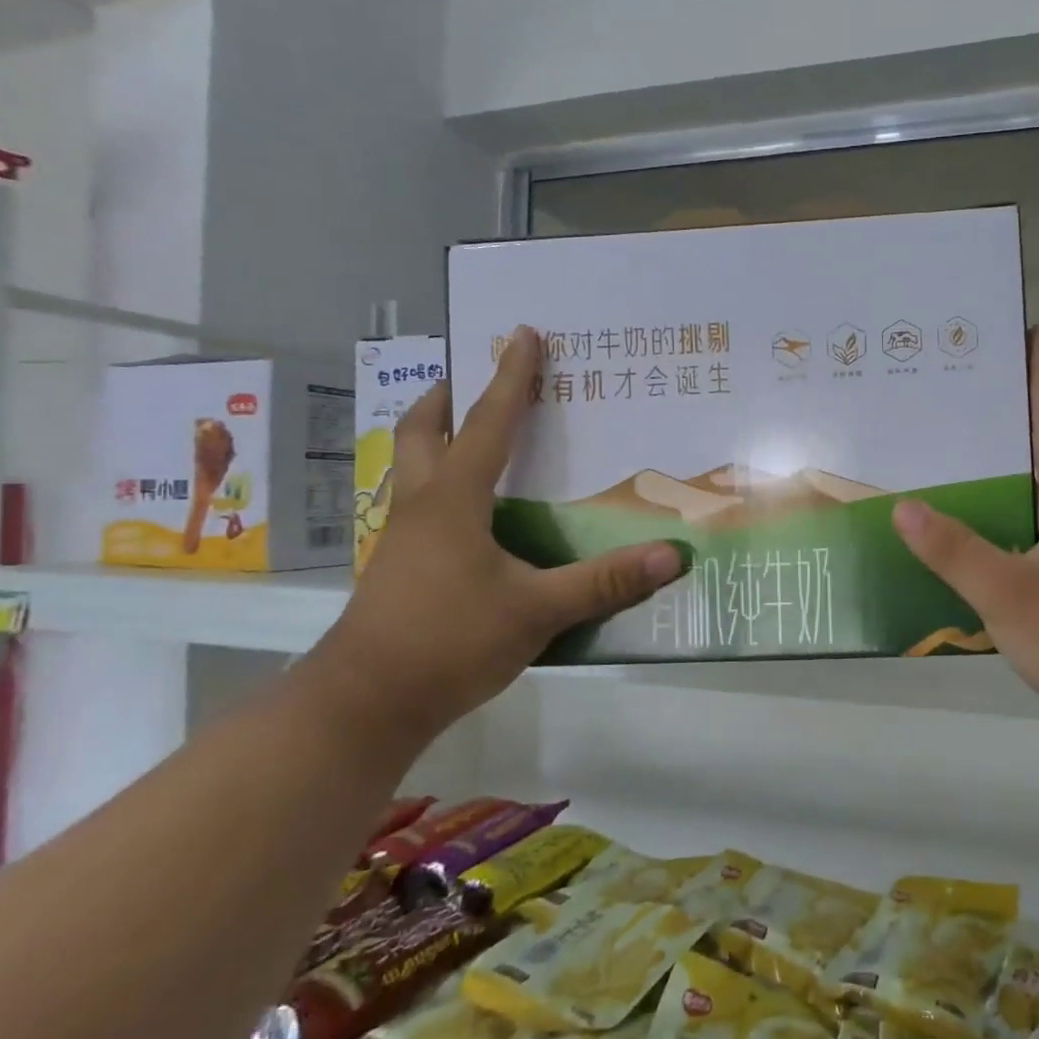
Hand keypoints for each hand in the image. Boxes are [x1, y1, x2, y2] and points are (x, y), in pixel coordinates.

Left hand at [316, 327, 685, 739]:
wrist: (365, 705)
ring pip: (412, 469)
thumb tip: (673, 555)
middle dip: (445, 398)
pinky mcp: (398, 570)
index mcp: (453, 501)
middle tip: (467, 377)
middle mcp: (422, 507)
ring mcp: (403, 540)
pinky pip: (420, 507)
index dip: (511, 378)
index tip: (523, 334)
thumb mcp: (537, 611)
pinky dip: (442, 486)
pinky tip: (470, 516)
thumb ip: (605, 582)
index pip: (489, 424)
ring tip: (470, 436)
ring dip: (436, 439)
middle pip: (421, 433)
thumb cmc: (448, 642)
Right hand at [891, 330, 1038, 739]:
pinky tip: (968, 530)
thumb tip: (904, 507)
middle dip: (1009, 415)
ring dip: (1002, 467)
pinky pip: (1028, 529)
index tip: (1029, 333)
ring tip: (952, 453)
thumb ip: (956, 552)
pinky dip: (999, 515)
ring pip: (1034, 492)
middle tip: (960, 392)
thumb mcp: (1011, 593)